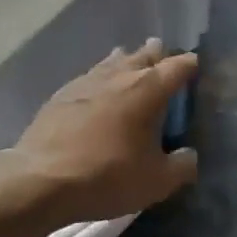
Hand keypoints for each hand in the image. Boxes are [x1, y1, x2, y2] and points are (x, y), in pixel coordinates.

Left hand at [9, 39, 198, 224]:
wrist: (40, 180)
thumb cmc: (106, 176)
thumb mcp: (156, 181)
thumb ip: (182, 166)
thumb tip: (189, 156)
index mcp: (148, 89)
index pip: (177, 66)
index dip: (190, 66)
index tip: (196, 69)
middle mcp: (118, 76)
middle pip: (143, 55)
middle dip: (157, 56)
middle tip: (164, 59)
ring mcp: (86, 82)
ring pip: (113, 61)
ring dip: (126, 60)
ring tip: (131, 62)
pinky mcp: (61, 95)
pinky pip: (89, 76)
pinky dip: (100, 78)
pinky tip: (96, 89)